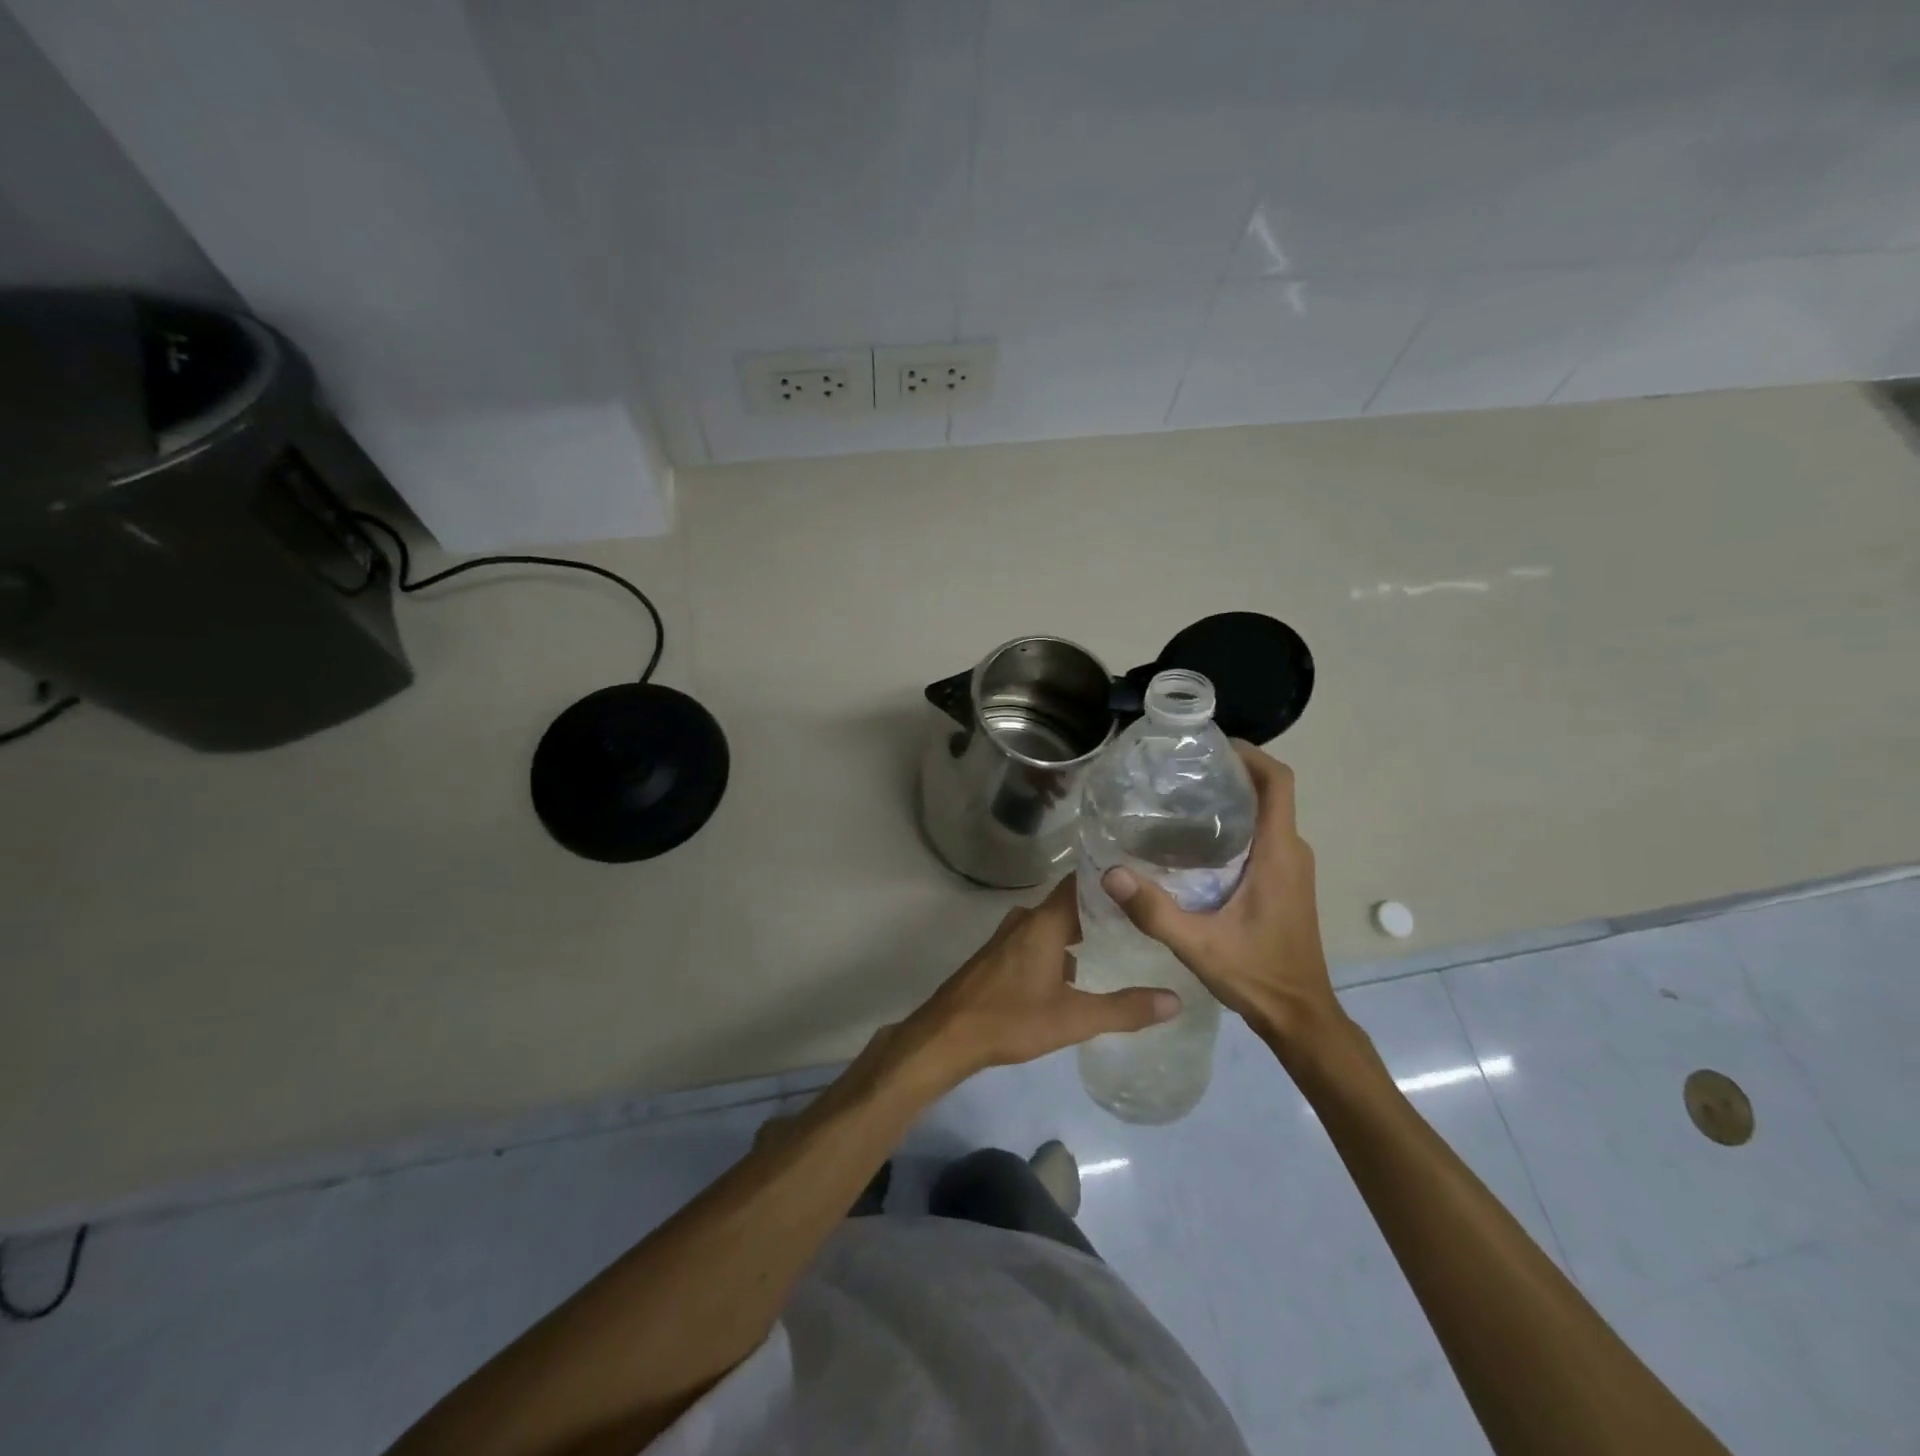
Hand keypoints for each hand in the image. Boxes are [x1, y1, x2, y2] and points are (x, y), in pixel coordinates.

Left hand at [901, 876, 1180, 1085]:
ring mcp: (1010, 936)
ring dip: (1082, 929)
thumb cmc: (1011, 1019)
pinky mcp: (1000, 954)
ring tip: (1120, 938)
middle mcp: (1026, 919)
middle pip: (1071, 902)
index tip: (1144, 877)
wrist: (947, 1035)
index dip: (1111, 878)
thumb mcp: (1073, 1018)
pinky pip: (1039, 938)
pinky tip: (1081, 969)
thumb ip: (1124, 1009)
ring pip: (1054, 922)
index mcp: (1044, 922)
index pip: (1082, 882)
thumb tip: (1175, 1000)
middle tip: (1143, 912)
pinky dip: (1062, 945)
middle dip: (1104, 907)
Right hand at [1101, 744, 1341, 1050]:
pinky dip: (1236, 824)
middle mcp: (1291, 852)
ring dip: (1232, 798)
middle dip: (1230, 772)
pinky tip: (1194, 842)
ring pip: (1266, 814)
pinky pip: (1263, 836)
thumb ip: (1153, 910)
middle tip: (1179, 772)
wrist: (1300, 1017)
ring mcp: (1291, 867)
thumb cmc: (1257, 976)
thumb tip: (1109, 872)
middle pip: (1269, 792)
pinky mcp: (1285, 882)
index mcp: (1278, 854)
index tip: (1211, 744)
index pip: (1279, 783)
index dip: (1251, 754)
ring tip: (1180, 799)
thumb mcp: (1198, 945)